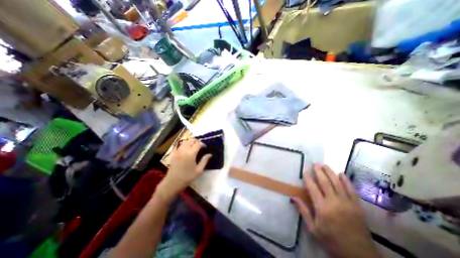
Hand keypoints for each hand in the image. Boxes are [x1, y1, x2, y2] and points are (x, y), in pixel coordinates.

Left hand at [156, 138, 209, 200]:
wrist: (173, 182)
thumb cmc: (187, 177)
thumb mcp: (199, 170)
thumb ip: (204, 160)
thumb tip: (210, 154)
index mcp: (190, 154)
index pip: (197, 144)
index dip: (202, 144)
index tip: (205, 147)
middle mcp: (183, 150)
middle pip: (191, 140)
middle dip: (196, 141)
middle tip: (199, 146)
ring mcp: (177, 151)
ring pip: (185, 142)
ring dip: (190, 142)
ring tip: (194, 147)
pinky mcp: (173, 153)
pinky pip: (180, 146)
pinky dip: (185, 145)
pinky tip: (187, 151)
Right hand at [293, 165, 378, 257]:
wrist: (359, 255)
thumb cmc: (331, 241)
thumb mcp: (313, 229)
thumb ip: (303, 211)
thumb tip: (293, 197)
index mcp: (322, 208)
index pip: (313, 188)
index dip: (308, 178)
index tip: (305, 171)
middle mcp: (335, 202)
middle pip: (325, 182)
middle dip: (319, 172)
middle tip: (315, 164)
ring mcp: (347, 203)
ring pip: (338, 183)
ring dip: (331, 173)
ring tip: (325, 165)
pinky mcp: (357, 206)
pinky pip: (351, 190)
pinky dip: (346, 181)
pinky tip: (341, 174)